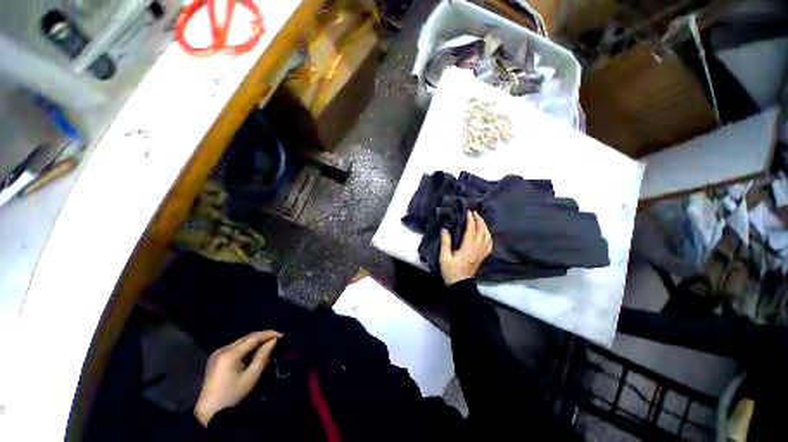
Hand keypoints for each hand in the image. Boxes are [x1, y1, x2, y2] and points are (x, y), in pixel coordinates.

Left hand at [194, 330, 281, 426]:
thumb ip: (263, 356)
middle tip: (276, 339)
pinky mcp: (216, 358)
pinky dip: (247, 348)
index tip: (281, 335)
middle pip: (247, 338)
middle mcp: (222, 349)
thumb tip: (273, 341)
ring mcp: (217, 353)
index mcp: (229, 354)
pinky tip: (254, 353)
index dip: (268, 334)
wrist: (209, 410)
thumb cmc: (233, 394)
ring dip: (255, 342)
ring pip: (241, 341)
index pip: (253, 338)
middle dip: (263, 337)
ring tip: (267, 347)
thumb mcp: (251, 376)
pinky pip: (235, 347)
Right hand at [439, 210, 492, 284]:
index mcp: (468, 248)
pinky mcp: (483, 256)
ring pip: (487, 236)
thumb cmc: (451, 271)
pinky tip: (486, 233)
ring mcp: (481, 253)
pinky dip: (488, 236)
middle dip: (479, 220)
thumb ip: (445, 243)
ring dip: (484, 226)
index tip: (469, 211)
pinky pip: (489, 244)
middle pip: (481, 231)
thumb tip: (444, 229)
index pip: (472, 230)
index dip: (471, 220)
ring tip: (480, 219)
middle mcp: (477, 249)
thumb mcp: (444, 257)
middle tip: (474, 212)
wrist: (460, 285)